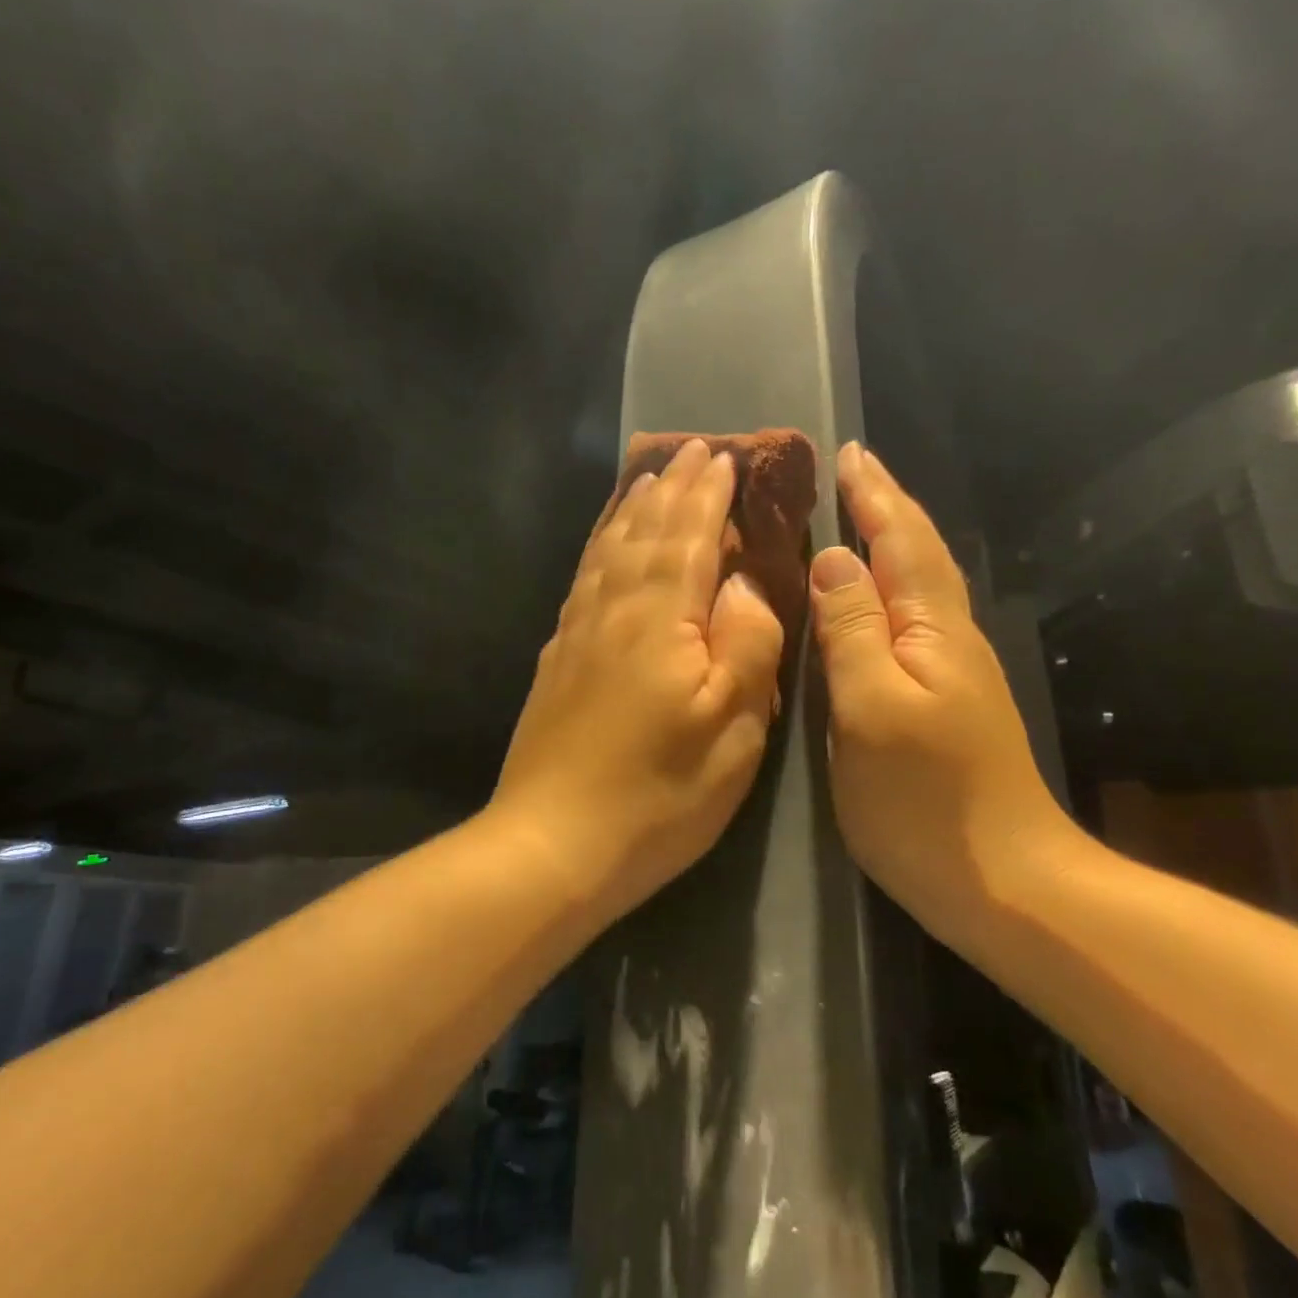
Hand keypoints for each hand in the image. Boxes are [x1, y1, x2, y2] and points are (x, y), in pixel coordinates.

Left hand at [493, 438, 784, 918]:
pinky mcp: (556, 662)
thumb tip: (742, 583)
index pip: (689, 537)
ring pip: (607, 552)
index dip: (707, 496)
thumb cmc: (658, 793)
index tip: (723, 457)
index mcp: (660, 618)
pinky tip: (604, 551)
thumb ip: (746, 643)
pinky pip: (582, 582)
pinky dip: (599, 550)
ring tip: (646, 482)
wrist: (551, 844)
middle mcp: (612, 611)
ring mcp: (576, 635)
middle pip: (643, 533)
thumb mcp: (732, 727)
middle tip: (690, 452)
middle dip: (671, 490)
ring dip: (631, 511)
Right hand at [809, 443, 1072, 929]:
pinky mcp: (942, 703)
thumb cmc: (926, 800)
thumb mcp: (872, 709)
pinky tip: (869, 598)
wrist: (1004, 882)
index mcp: (932, 629)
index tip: (847, 452)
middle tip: (851, 471)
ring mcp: (951, 673)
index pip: (901, 542)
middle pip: (918, 555)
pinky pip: (909, 621)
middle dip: (886, 507)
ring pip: (917, 586)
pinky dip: (887, 589)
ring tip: (855, 516)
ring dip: (889, 542)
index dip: (874, 495)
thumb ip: (851, 629)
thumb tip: (833, 557)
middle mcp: (948, 639)